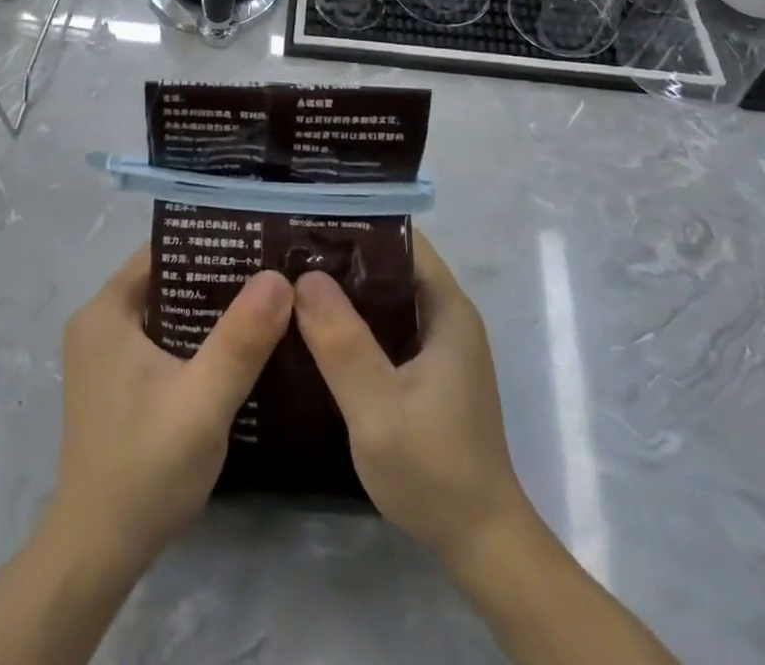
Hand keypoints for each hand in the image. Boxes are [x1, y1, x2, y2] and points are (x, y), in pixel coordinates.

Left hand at [49, 247, 292, 573]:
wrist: (97, 555)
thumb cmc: (145, 470)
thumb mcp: (202, 403)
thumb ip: (240, 340)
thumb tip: (278, 276)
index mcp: (106, 310)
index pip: (163, 250)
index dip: (211, 241)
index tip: (260, 240)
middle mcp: (99, 321)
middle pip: (166, 278)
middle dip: (218, 275)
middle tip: (274, 271)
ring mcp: (105, 354)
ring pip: (167, 310)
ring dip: (210, 308)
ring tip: (266, 301)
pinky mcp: (115, 382)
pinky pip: (161, 338)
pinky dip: (196, 337)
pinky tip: (237, 347)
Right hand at [294, 231, 536, 567]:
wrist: (481, 545)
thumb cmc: (435, 470)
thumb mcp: (379, 407)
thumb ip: (343, 343)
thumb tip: (303, 276)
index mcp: (446, 309)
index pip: (401, 239)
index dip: (356, 223)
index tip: (306, 219)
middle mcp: (445, 317)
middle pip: (389, 265)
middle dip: (340, 256)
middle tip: (283, 251)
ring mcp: (436, 347)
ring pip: (383, 299)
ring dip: (342, 291)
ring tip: (287, 282)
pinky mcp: (425, 373)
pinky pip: (383, 329)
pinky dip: (350, 323)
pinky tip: (310, 332)